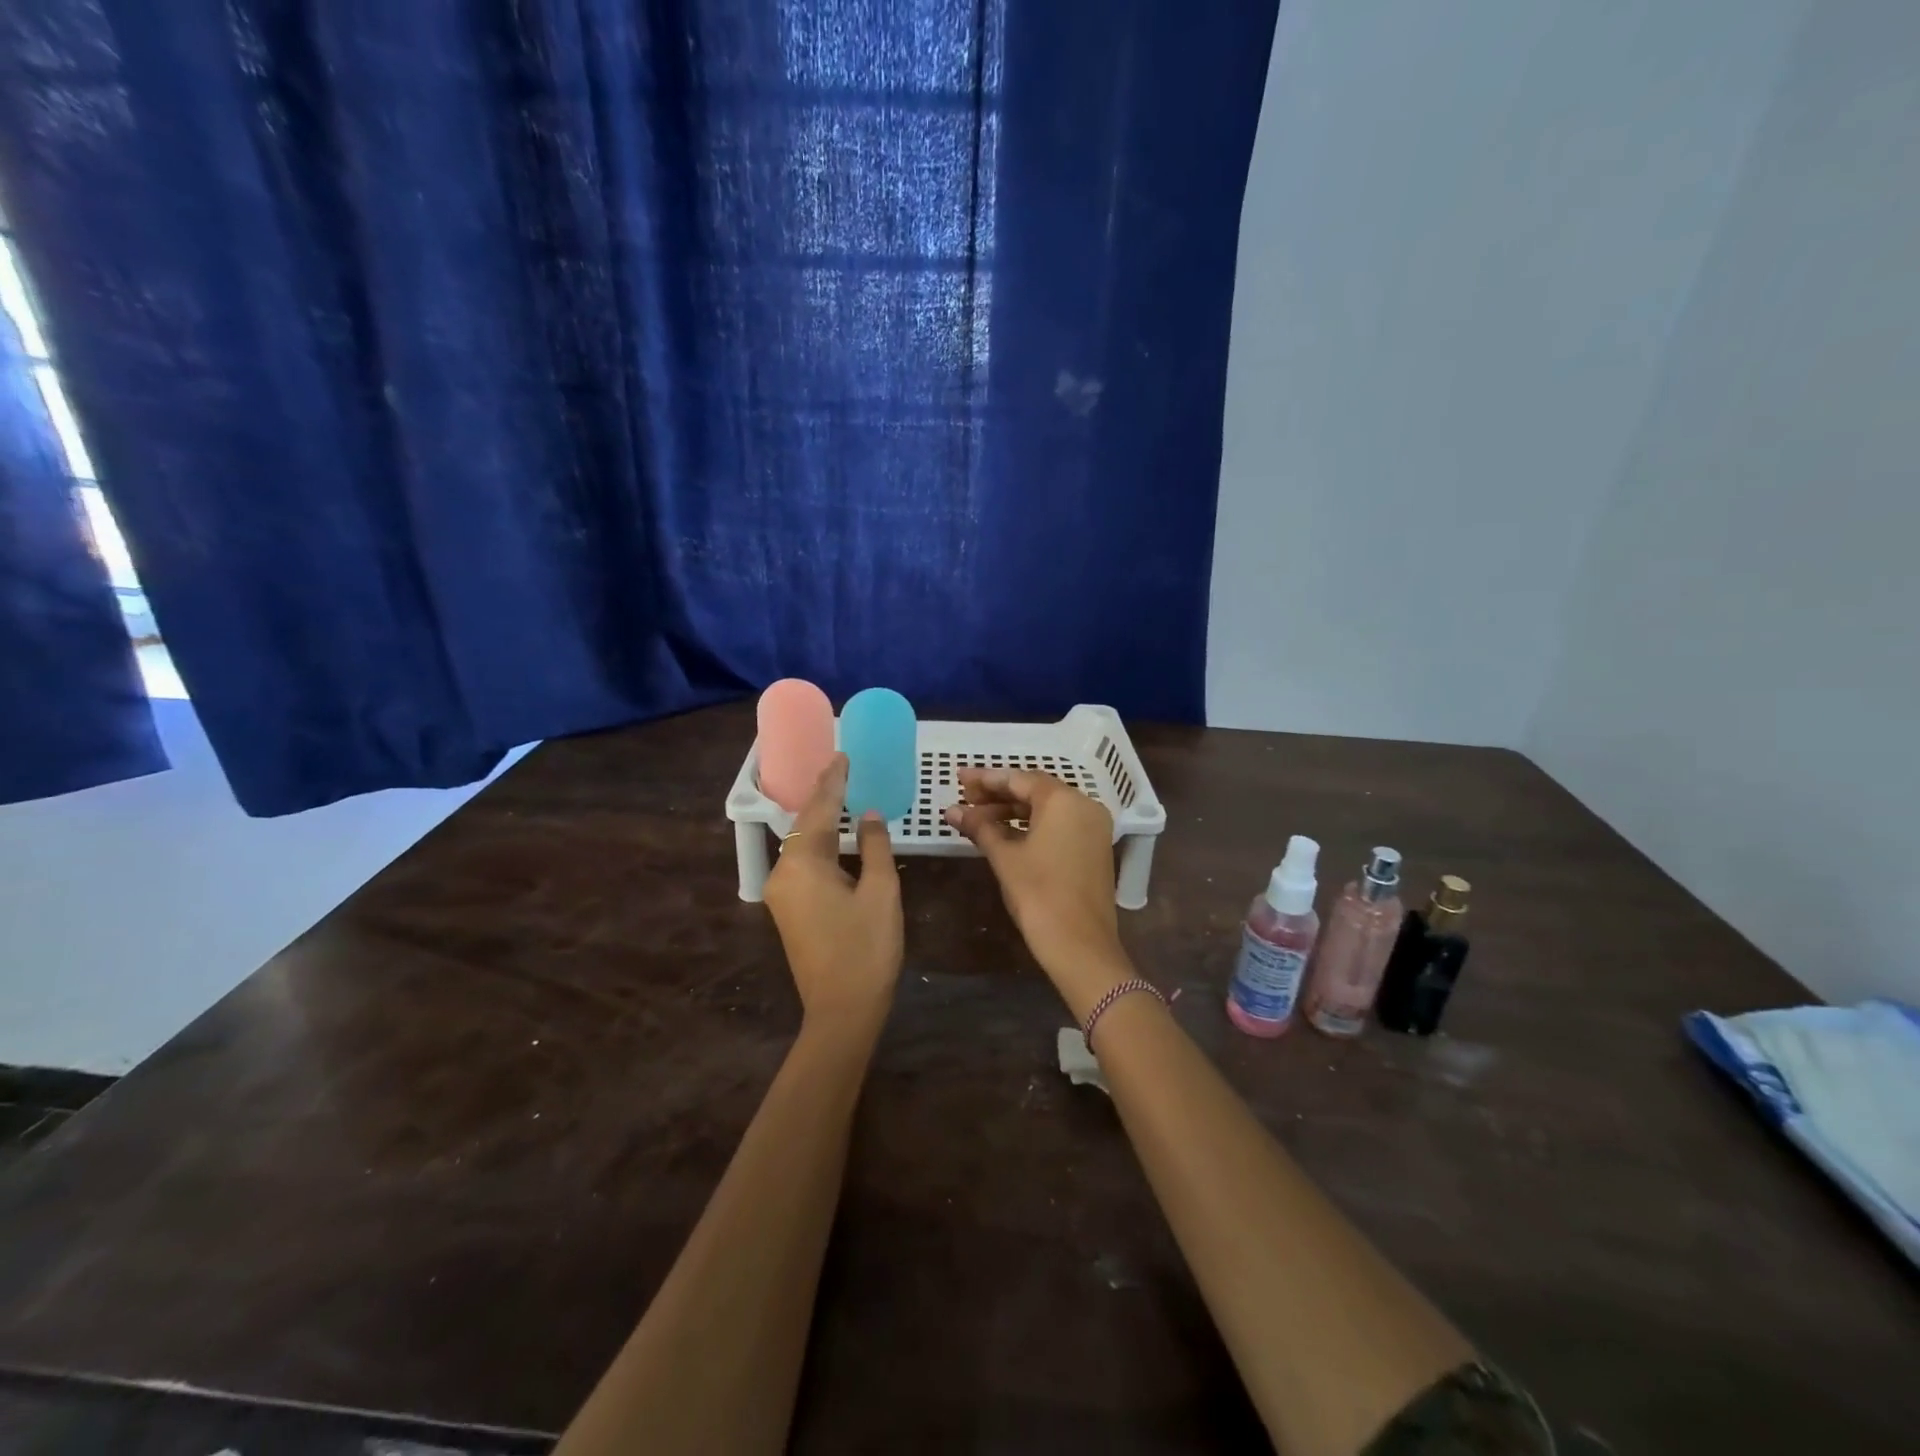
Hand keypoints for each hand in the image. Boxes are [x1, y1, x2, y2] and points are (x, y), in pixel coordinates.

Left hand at [763, 754, 902, 1029]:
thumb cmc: (867, 948)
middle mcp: (783, 873)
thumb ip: (873, 846)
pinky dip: (820, 845)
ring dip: (822, 821)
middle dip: (824, 797)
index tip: (842, 755)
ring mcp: (782, 894)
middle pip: (805, 826)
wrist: (842, 1010)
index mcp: (802, 864)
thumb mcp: (880, 891)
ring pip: (802, 845)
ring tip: (842, 794)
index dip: (833, 782)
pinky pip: (802, 864)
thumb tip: (868, 814)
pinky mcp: (787, 910)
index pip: (819, 810)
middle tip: (844, 770)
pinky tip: (835, 836)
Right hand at [943, 767, 1129, 1014]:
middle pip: (1035, 791)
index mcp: (1064, 800)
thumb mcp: (1004, 857)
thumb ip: (979, 827)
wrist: (1080, 945)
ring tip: (978, 817)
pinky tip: (1004, 833)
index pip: (1019, 779)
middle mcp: (1084, 806)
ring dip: (1012, 811)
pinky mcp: (1094, 848)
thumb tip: (953, 810)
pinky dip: (1031, 825)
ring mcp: (1093, 827)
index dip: (986, 779)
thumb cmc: (1038, 894)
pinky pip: (1059, 825)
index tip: (959, 778)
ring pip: (1047, 809)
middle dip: (998, 794)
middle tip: (965, 797)